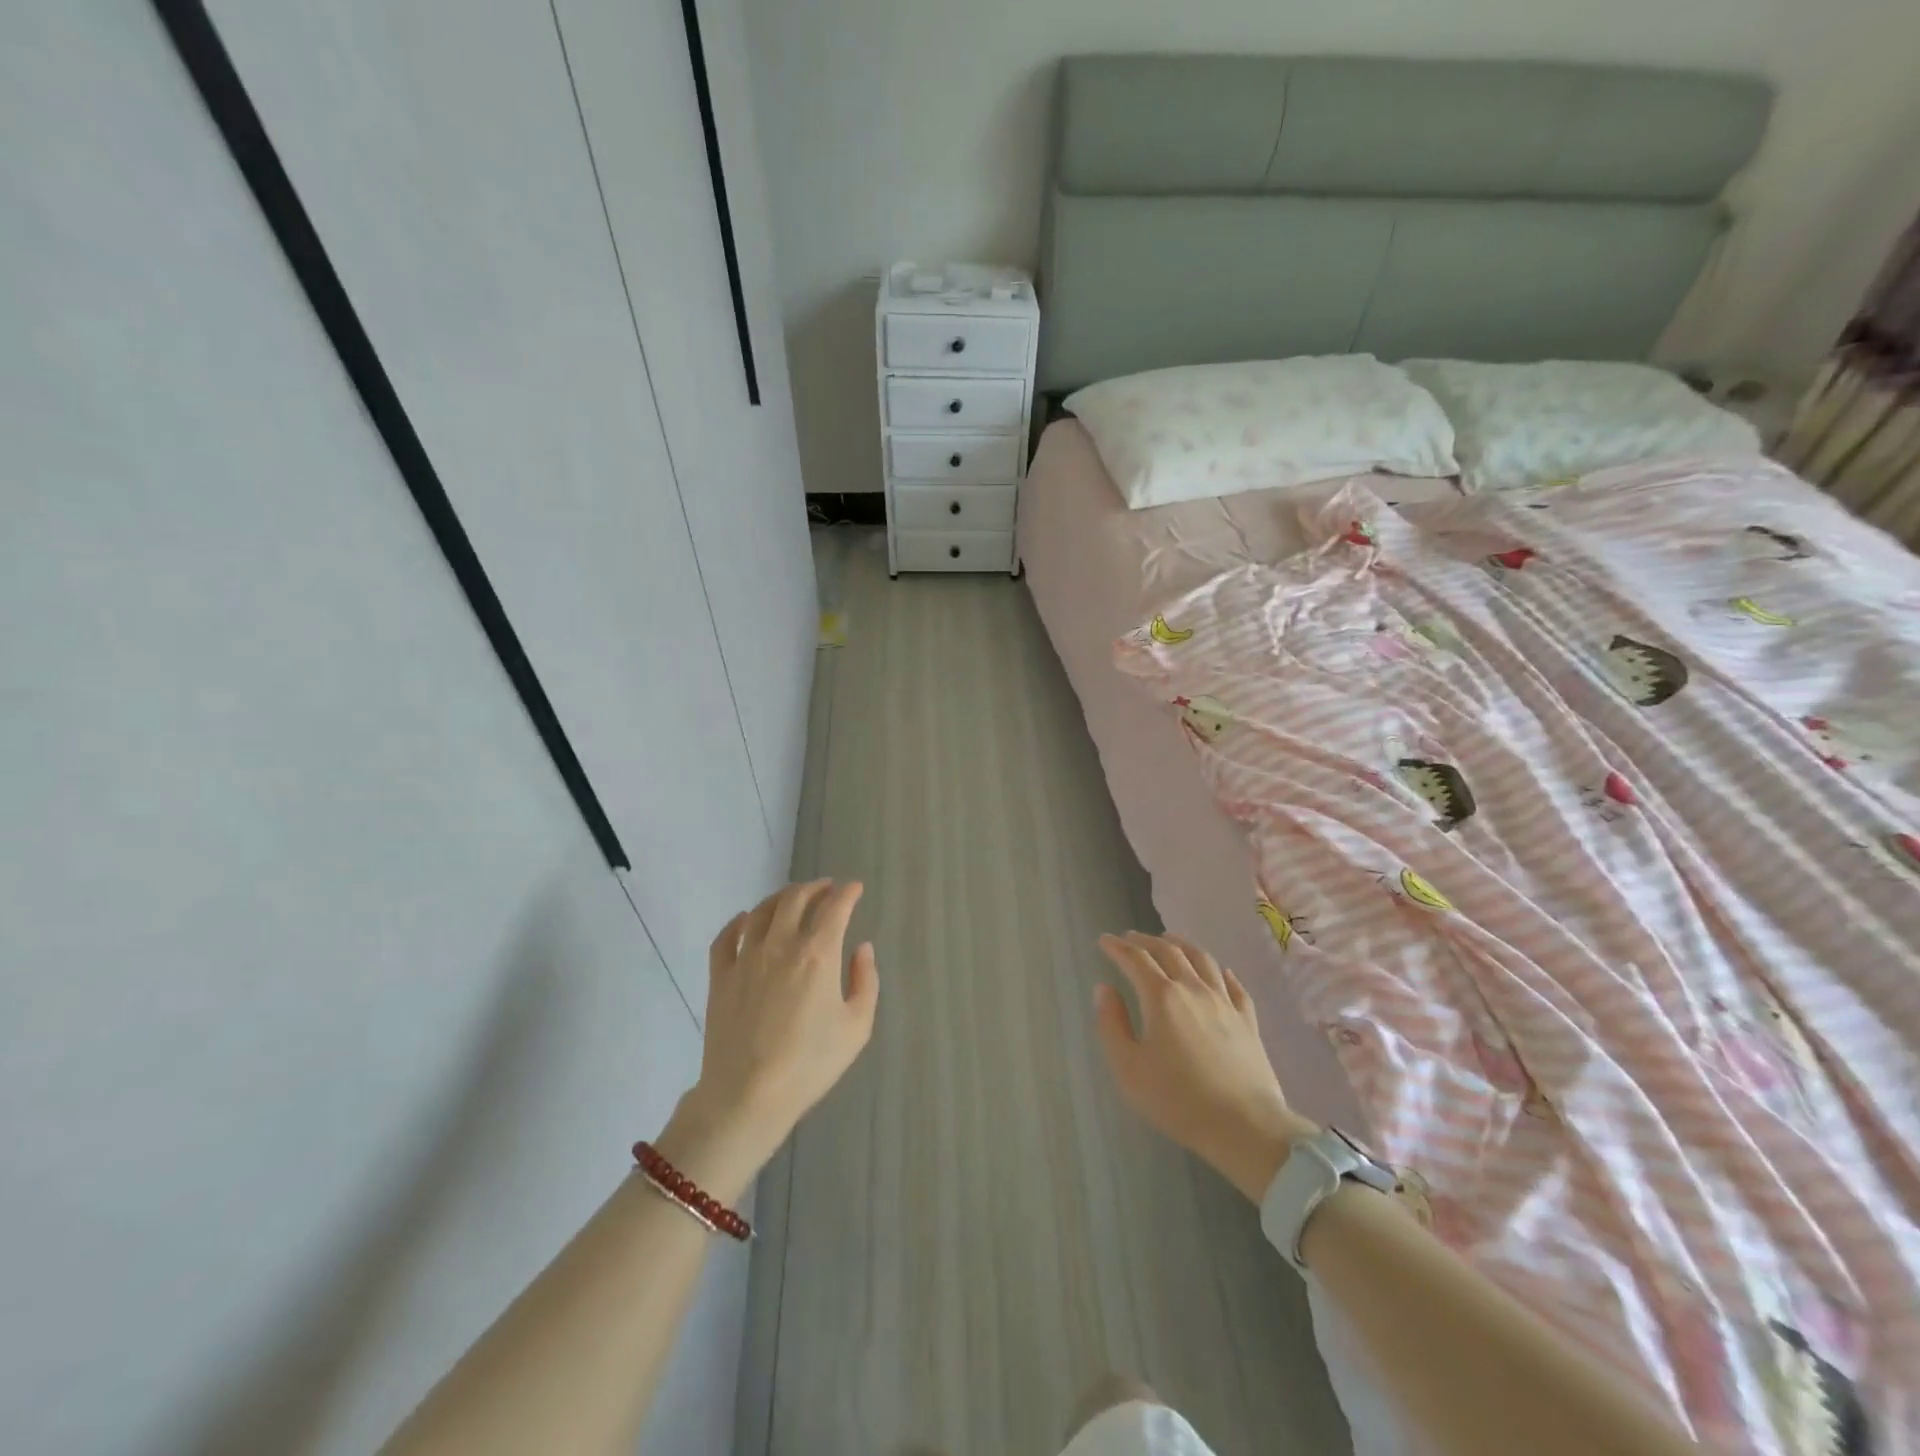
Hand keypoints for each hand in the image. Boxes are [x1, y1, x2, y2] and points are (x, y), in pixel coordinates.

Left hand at [662, 881, 877, 1190]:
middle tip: (826, 889)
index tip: (855, 888)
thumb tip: (862, 947)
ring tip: (793, 897)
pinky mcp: (720, 977)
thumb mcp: (856, 1027)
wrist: (748, 1096)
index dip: (848, 893)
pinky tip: (746, 920)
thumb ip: (866, 981)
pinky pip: (726, 937)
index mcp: (817, 955)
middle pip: (796, 899)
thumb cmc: (810, 1065)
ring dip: (782, 897)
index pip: (835, 907)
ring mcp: (746, 959)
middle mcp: (781, 945)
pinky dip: (739, 921)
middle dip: (815, 888)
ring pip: (763, 911)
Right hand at [1094, 931, 1317, 1201]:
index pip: (1135, 960)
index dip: (1117, 947)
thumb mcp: (1128, 1068)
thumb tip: (1104, 989)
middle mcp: (1193, 989)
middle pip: (1168, 951)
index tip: (1104, 940)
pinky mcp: (1248, 1020)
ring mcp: (1224, 1003)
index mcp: (1161, 997)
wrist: (1245, 1127)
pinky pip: (1233, 984)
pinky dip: (1219, 970)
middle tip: (1130, 938)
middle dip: (1145, 941)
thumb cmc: (1178, 1100)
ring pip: (1202, 960)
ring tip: (1169, 940)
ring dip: (1181, 944)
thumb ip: (1111, 1024)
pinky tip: (1217, 971)